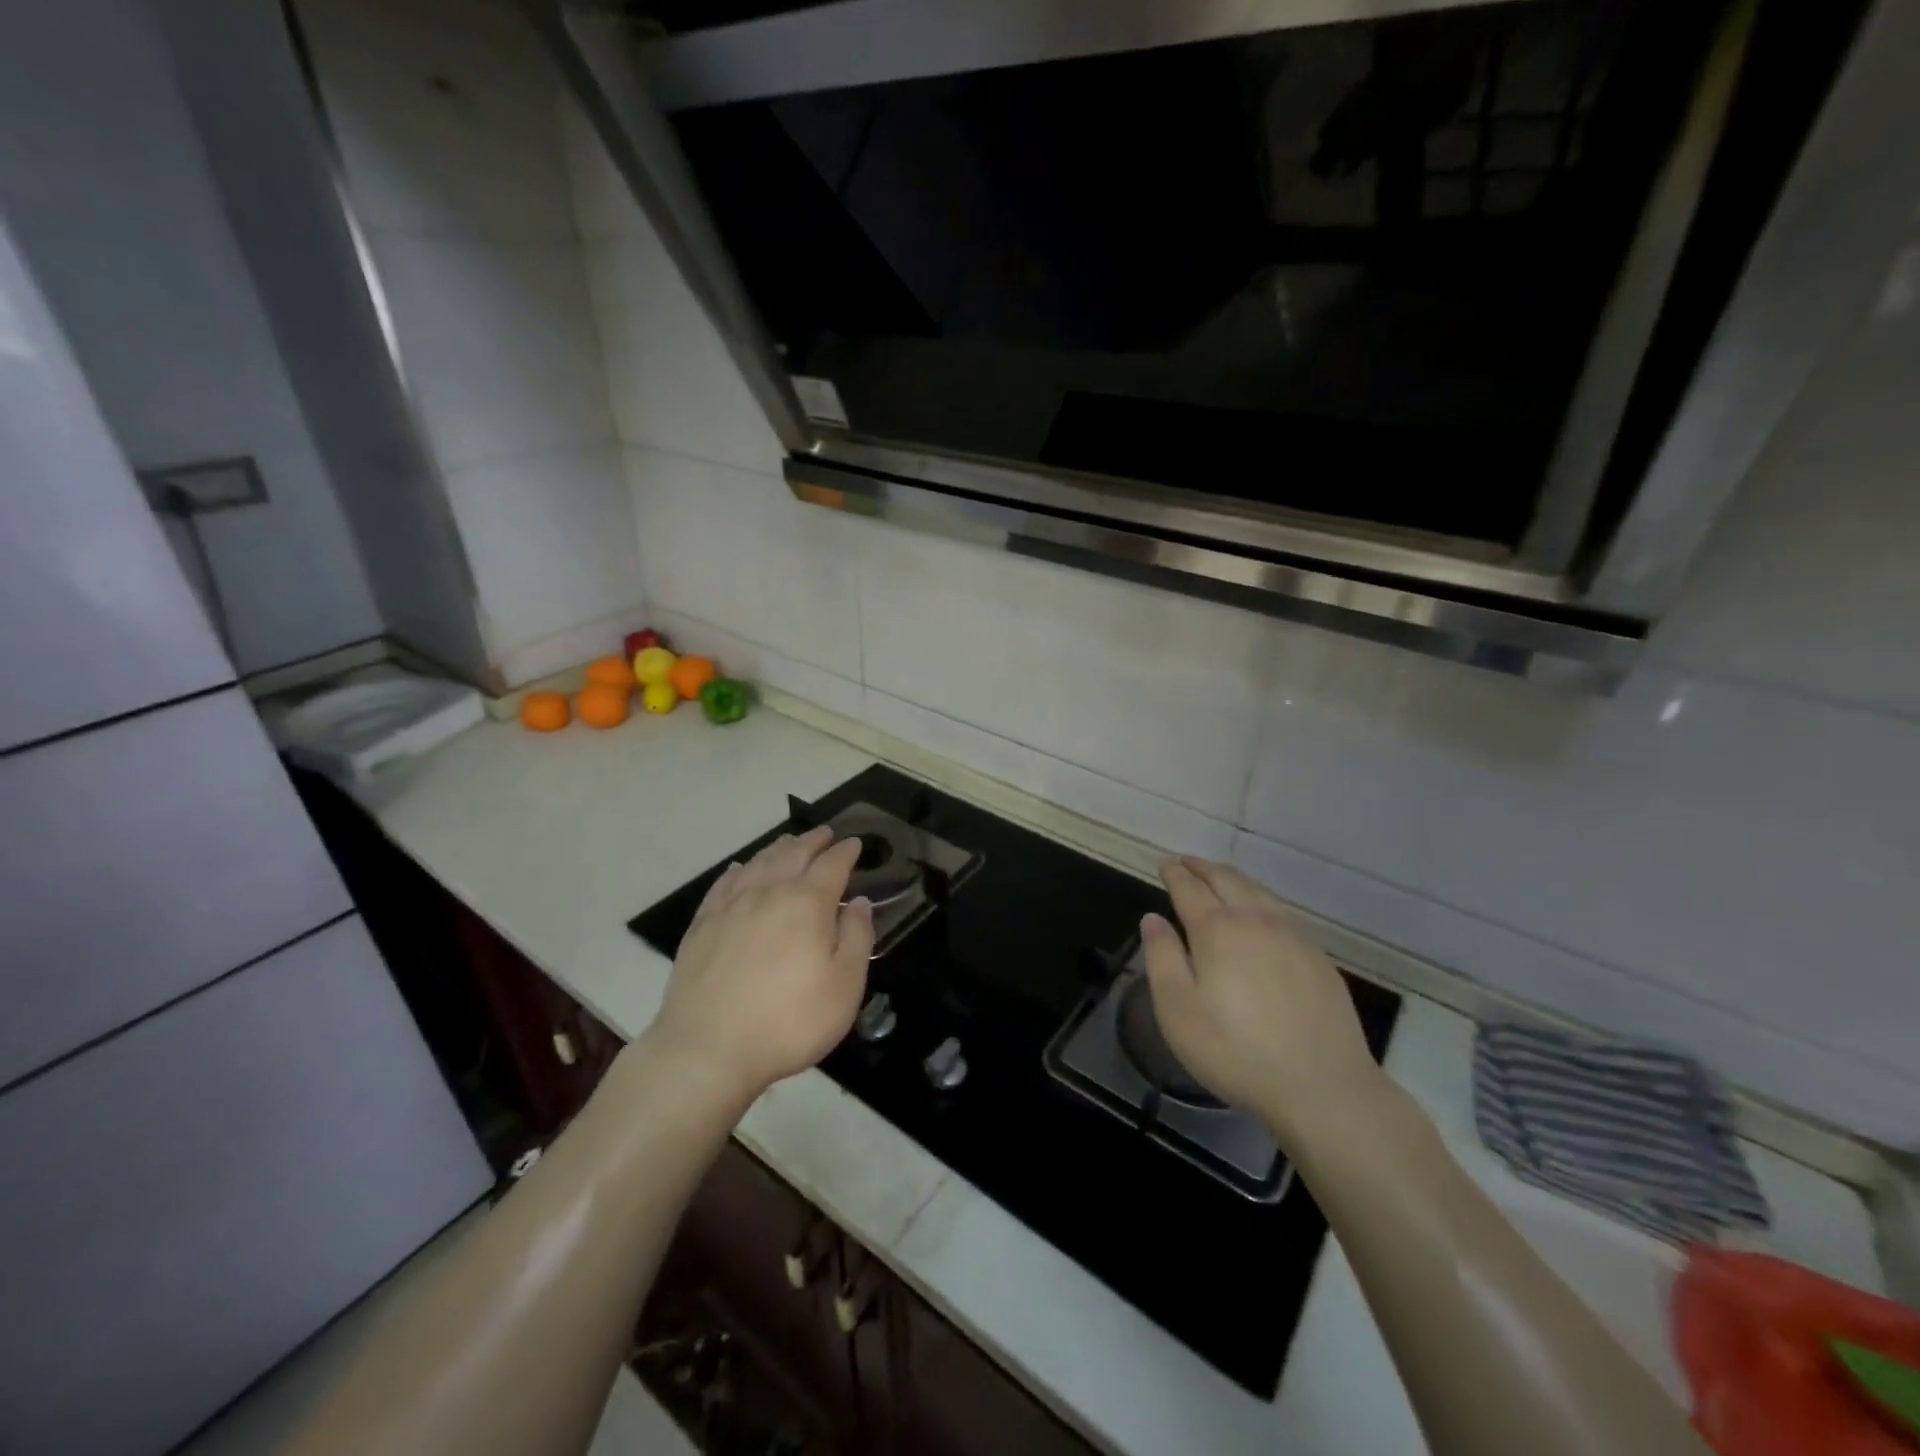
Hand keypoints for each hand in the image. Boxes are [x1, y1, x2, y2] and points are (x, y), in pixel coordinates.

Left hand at [647, 826, 873, 1106]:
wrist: (706, 1049)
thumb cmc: (788, 1021)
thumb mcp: (844, 986)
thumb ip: (856, 938)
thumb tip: (859, 903)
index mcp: (807, 903)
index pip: (832, 865)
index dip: (846, 852)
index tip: (855, 843)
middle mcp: (768, 892)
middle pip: (793, 854)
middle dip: (813, 841)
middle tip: (826, 833)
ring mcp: (731, 906)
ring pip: (758, 863)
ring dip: (779, 848)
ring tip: (790, 842)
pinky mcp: (702, 925)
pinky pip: (724, 883)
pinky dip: (739, 869)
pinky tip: (741, 868)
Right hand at [1140, 858, 1382, 1143]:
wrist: (1322, 1087)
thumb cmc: (1235, 1051)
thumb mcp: (1178, 1009)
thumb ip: (1162, 957)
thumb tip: (1152, 918)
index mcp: (1217, 930)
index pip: (1189, 888)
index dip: (1174, 873)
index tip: (1164, 864)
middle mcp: (1256, 921)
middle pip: (1226, 880)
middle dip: (1202, 867)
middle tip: (1186, 862)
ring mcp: (1292, 937)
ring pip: (1258, 891)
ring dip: (1232, 877)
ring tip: (1218, 876)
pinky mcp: (1317, 957)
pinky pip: (1281, 911)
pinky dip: (1260, 898)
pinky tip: (1260, 912)